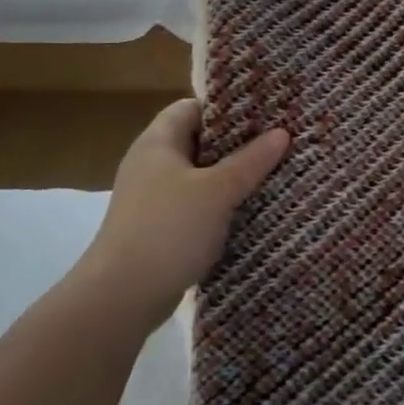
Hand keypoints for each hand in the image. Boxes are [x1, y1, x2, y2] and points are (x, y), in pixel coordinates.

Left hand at [84, 98, 288, 323]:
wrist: (122, 297)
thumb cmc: (169, 230)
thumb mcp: (218, 191)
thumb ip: (250, 161)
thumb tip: (282, 133)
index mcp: (157, 142)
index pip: (192, 107)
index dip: (226, 108)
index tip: (263, 114)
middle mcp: (150, 163)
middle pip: (197, 141)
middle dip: (236, 144)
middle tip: (276, 143)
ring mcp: (151, 198)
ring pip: (198, 176)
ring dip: (229, 177)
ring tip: (270, 175)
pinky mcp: (157, 228)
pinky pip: (194, 204)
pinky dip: (217, 205)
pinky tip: (246, 212)